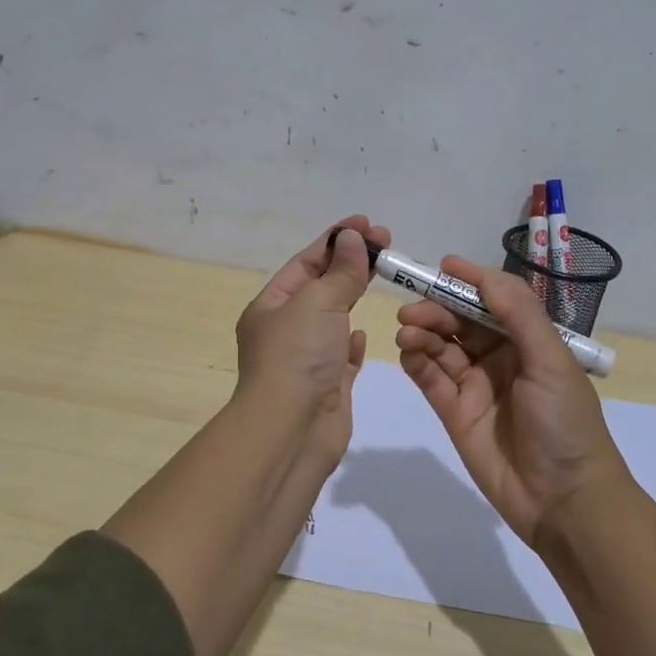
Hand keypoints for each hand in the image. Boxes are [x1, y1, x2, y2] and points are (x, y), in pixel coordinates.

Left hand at [234, 216, 388, 472]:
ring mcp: (306, 359)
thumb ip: (340, 271)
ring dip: (352, 295)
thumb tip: (352, 238)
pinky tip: (362, 332)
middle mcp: (285, 330)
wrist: (292, 431)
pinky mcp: (327, 385)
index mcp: (270, 306)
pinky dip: (352, 340)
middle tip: (385, 241)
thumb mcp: (318, 303)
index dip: (335, 240)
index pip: (305, 262)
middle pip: (320, 286)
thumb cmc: (298, 357)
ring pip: (332, 318)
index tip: (367, 224)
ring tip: (382, 274)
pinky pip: (340, 355)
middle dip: (350, 262)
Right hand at [395, 257, 624, 549]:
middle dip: (436, 310)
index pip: (493, 300)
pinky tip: (408, 354)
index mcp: (528, 341)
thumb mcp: (551, 361)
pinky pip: (430, 379)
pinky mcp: (455, 413)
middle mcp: (500, 357)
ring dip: (423, 333)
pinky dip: (416, 362)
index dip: (468, 281)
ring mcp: (475, 386)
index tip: (441, 266)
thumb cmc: (565, 423)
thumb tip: (482, 274)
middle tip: (411, 312)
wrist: (563, 500)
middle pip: (461, 322)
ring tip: (407, 333)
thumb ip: (518, 314)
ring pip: (441, 347)